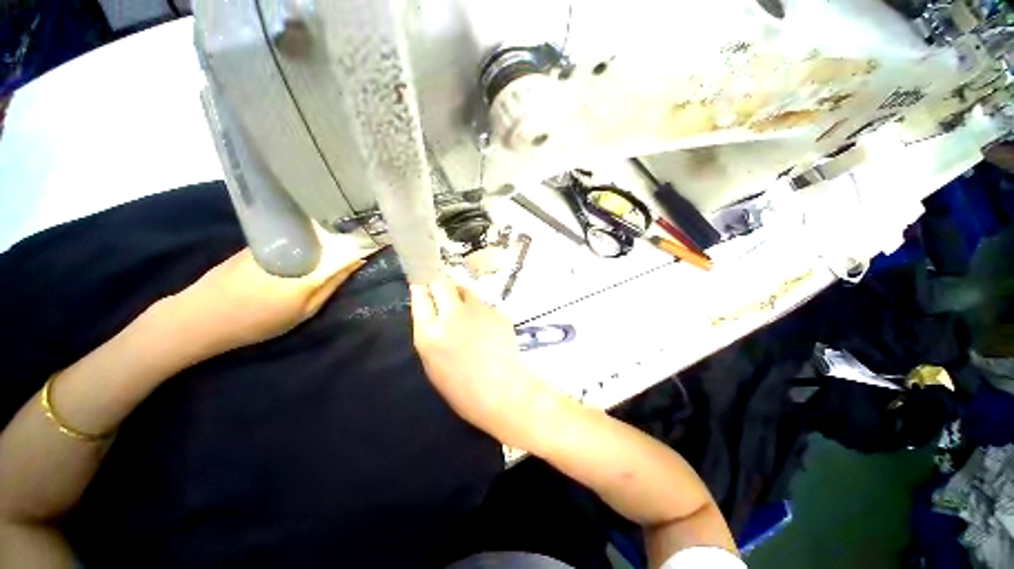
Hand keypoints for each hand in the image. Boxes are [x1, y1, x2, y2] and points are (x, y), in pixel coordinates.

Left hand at [169, 243, 376, 353]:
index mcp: (307, 264)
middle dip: (345, 235)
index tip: (375, 239)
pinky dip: (306, 237)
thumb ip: (331, 285)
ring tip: (338, 237)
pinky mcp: (258, 240)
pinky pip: (291, 235)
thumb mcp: (303, 312)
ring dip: (326, 234)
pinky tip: (309, 243)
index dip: (362, 242)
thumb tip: (357, 261)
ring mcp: (273, 240)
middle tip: (358, 237)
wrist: (199, 317)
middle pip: (327, 234)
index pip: (345, 247)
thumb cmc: (257, 321)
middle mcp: (292, 246)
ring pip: (309, 233)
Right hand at [410, 281, 556, 448]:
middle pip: (441, 283)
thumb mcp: (433, 366)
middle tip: (442, 292)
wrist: (505, 393)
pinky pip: (483, 303)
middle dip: (439, 284)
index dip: (421, 290)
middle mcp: (452, 315)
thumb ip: (429, 336)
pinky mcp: (496, 311)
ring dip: (460, 294)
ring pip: (464, 289)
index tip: (422, 287)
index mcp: (429, 333)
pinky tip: (484, 324)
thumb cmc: (464, 391)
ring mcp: (477, 310)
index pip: (420, 297)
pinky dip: (480, 308)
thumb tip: (431, 315)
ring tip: (465, 309)